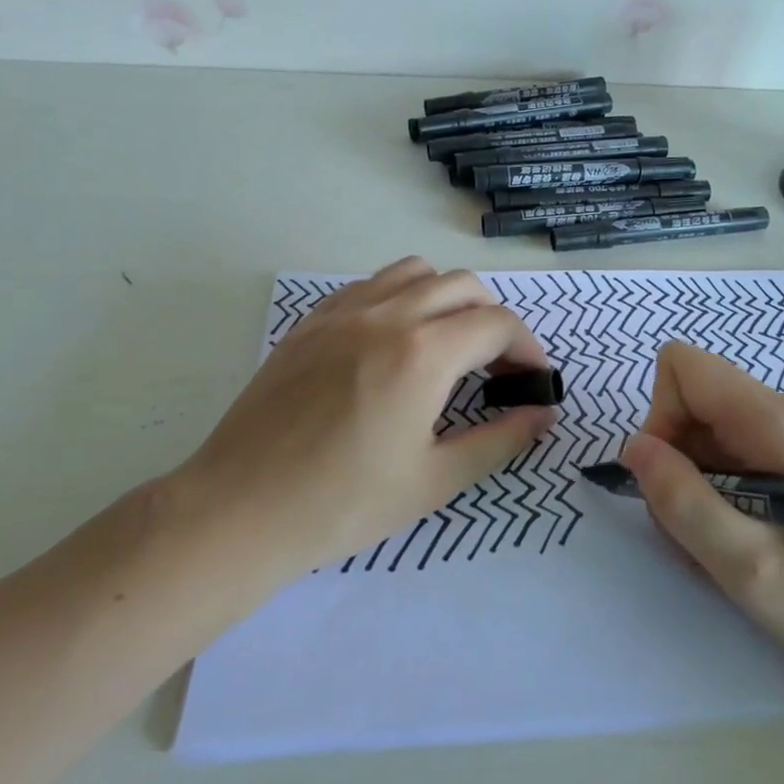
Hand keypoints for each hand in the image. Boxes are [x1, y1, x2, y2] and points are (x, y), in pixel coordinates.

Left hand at [175, 257, 557, 581]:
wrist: (240, 510)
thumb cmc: (344, 504)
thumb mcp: (435, 480)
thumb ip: (499, 440)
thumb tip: (543, 414)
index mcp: (424, 352)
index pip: (497, 324)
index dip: (527, 349)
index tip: (532, 382)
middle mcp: (388, 315)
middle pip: (463, 286)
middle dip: (493, 320)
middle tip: (494, 368)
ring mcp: (344, 312)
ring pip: (416, 272)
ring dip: (447, 298)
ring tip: (446, 346)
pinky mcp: (311, 322)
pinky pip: (370, 285)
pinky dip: (399, 298)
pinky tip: (392, 343)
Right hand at [621, 341, 783, 692]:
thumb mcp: (750, 568)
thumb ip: (682, 502)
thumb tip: (635, 449)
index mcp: (776, 419)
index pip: (682, 368)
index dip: (660, 419)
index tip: (675, 484)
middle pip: (696, 402)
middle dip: (678, 462)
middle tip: (702, 534)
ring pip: (715, 431)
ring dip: (701, 484)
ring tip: (732, 547)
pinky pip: (743, 452)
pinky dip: (728, 491)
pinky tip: (755, 542)